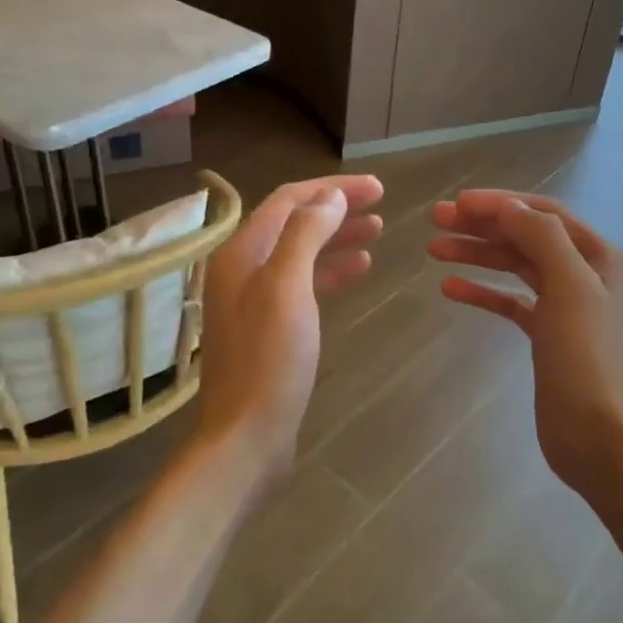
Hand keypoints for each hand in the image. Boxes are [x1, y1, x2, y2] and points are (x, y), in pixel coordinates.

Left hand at [196, 174, 383, 477]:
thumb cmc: (269, 359)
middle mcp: (243, 268)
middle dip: (337, 208)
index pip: (289, 200)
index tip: (376, 188)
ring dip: (337, 237)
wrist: (247, 434)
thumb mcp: (287, 287)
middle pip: (295, 223)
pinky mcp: (270, 326)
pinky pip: (303, 283)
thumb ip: (306, 234)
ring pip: (301, 252)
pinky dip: (331, 270)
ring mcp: (255, 298)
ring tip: (377, 230)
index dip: (332, 189)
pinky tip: (359, 269)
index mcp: (242, 252)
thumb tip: (330, 197)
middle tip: (381, 204)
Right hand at [428, 190, 622, 488]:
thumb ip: (542, 238)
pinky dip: (483, 292)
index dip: (500, 203)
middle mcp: (585, 273)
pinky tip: (450, 288)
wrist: (597, 435)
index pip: (543, 214)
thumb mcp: (570, 287)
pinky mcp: (547, 334)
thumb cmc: (586, 358)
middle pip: (526, 237)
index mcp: (600, 256)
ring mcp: (566, 305)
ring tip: (433, 249)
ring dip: (477, 255)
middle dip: (482, 226)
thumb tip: (508, 207)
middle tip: (436, 220)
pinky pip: (510, 301)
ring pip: (515, 267)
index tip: (457, 202)